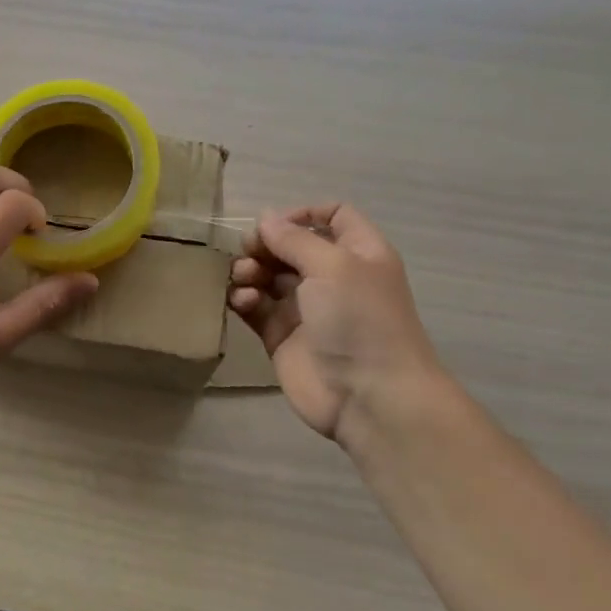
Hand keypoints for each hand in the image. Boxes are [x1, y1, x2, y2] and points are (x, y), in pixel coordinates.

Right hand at [228, 204, 444, 446]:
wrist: (369, 395)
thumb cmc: (360, 319)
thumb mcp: (333, 265)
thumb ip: (295, 239)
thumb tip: (265, 218)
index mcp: (358, 254)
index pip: (332, 217)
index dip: (303, 214)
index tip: (275, 224)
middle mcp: (332, 277)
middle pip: (291, 246)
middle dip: (266, 244)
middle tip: (248, 251)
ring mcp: (305, 308)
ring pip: (268, 276)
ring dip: (250, 270)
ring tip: (244, 278)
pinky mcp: (281, 337)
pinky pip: (255, 308)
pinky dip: (244, 299)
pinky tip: (242, 301)